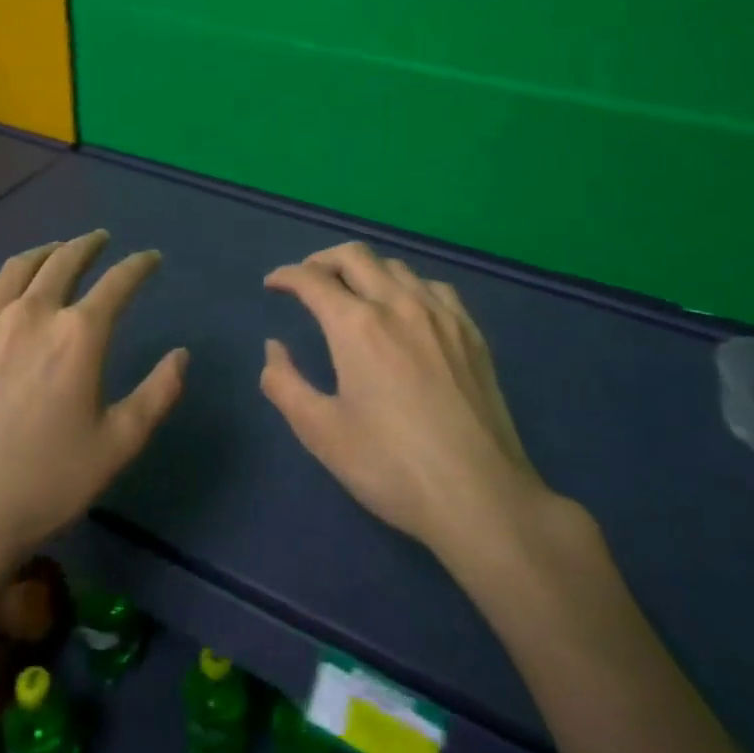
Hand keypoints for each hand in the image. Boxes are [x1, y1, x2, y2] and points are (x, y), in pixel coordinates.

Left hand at [0, 231, 187, 569]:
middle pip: (64, 261)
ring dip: (42, 253)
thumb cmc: (45, 484)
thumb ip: (157, 394)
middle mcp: (31, 314)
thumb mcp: (118, 445)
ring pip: (15, 268)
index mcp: (78, 335)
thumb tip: (182, 354)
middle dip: (87, 245)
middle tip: (99, 240)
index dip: (139, 265)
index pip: (118, 282)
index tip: (150, 258)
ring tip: (53, 253)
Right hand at [262, 240, 549, 559]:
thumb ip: (284, 383)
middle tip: (306, 281)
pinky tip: (406, 308)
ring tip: (352, 292)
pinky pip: (433, 286)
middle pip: (354, 256)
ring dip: (364, 269)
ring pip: (395, 266)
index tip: (272, 285)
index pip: (312, 279)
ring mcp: (441, 314)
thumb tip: (274, 347)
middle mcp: (398, 304)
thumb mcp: (321, 432)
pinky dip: (407, 285)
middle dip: (321, 260)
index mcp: (357, 325)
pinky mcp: (470, 332)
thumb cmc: (391, 466)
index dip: (285, 276)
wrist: (480, 496)